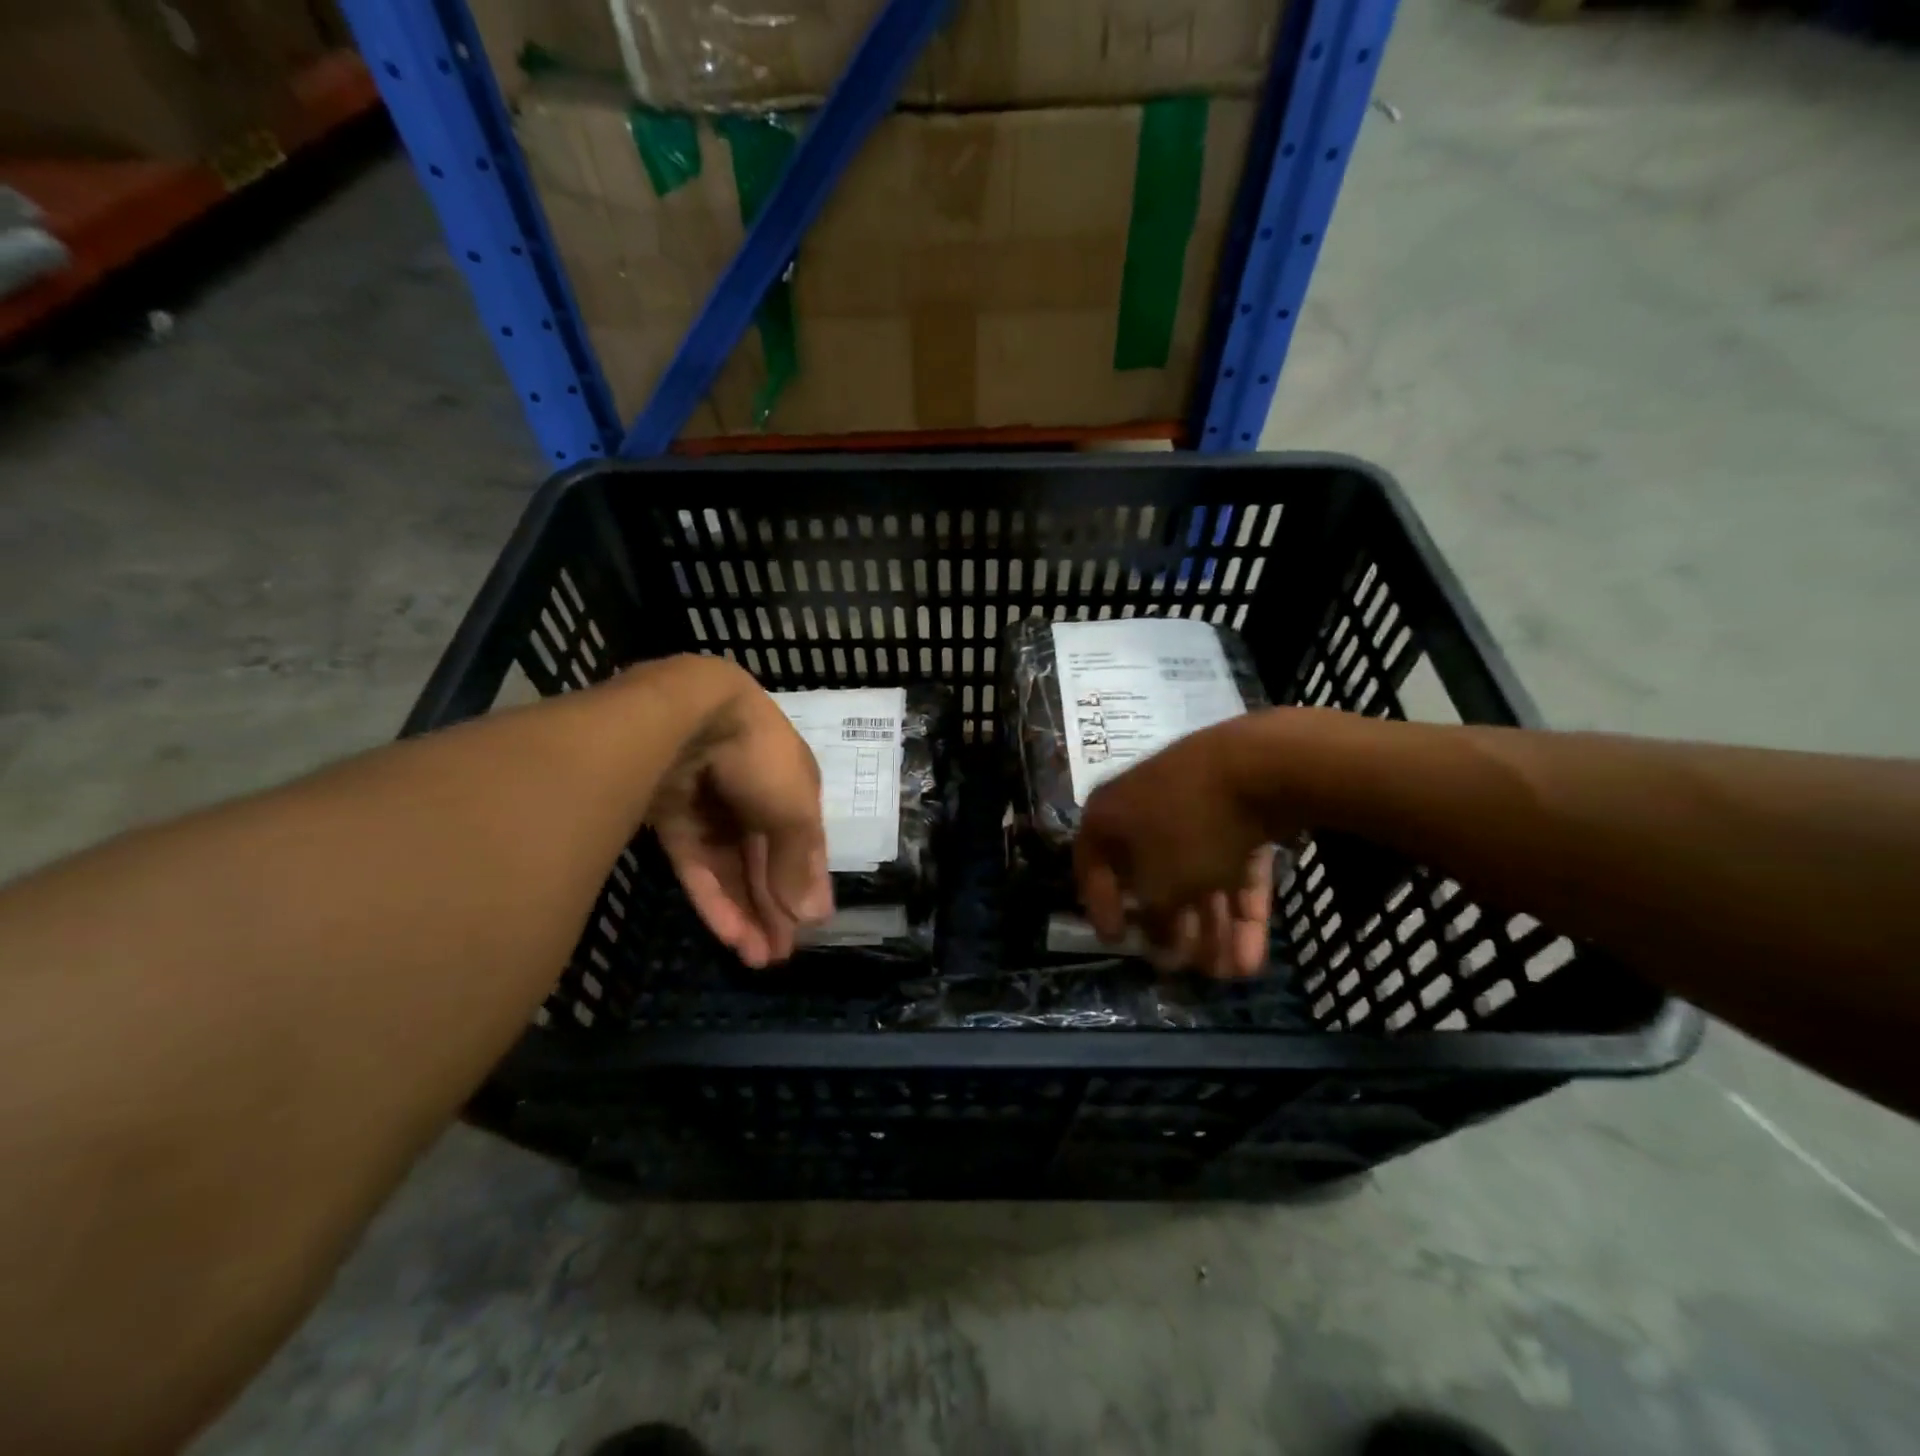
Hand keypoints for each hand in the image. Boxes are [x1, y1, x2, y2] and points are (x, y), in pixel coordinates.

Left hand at [646, 661, 833, 967]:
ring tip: (755, 959)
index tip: (808, 930)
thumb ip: (801, 861)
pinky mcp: (672, 820)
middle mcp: (753, 799)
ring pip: (730, 870)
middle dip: (773, 910)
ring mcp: (711, 810)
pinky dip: (713, 899)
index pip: (801, 845)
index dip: (804, 886)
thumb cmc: (758, 757)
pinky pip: (697, 866)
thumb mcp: (794, 808)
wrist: (687, 714)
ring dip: (744, 913)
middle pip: (765, 863)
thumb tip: (817, 917)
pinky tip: (728, 934)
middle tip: (778, 958)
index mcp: (790, 788)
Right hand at [1074, 718, 1279, 977]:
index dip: (1102, 908)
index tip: (1118, 943)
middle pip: (1154, 877)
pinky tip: (1254, 954)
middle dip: (1175, 928)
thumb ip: (1155, 921)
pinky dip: (1239, 906)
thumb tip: (1158, 945)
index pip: (1092, 866)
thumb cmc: (1189, 827)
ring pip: (1198, 875)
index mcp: (1110, 815)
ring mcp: (1194, 808)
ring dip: (1213, 927)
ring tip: (1230, 973)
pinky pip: (1231, 864)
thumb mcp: (1162, 887)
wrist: (1260, 766)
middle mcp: (1145, 808)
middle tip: (1188, 966)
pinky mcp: (1238, 814)